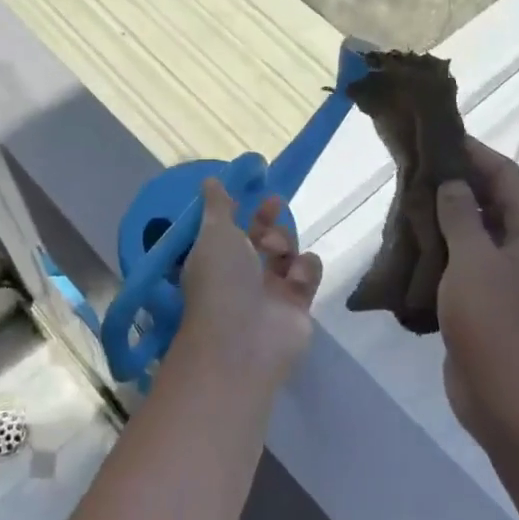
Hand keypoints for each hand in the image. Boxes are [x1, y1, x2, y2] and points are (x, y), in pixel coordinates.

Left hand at [177, 178, 322, 382]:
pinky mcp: (298, 305)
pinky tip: (295, 279)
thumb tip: (210, 180)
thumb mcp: (213, 233)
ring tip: (277, 251)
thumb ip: (217, 205)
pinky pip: (308, 273)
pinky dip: (304, 269)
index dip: (243, 210)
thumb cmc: (221, 279)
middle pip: (262, 238)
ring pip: (287, 252)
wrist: (244, 339)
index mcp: (216, 257)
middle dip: (268, 220)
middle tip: (274, 205)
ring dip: (284, 242)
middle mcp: (242, 274)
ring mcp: (271, 291)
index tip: (255, 192)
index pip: (232, 229)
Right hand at [434, 139, 518, 453]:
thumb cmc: (499, 326)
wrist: (517, 409)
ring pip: (478, 236)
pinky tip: (411, 247)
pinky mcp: (493, 307)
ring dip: (446, 219)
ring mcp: (514, 282)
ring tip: (404, 202)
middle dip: (456, 184)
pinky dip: (444, 252)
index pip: (508, 176)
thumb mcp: (475, 262)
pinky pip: (468, 267)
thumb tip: (454, 183)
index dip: (475, 152)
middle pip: (495, 202)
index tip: (436, 137)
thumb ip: (462, 216)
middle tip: (412, 169)